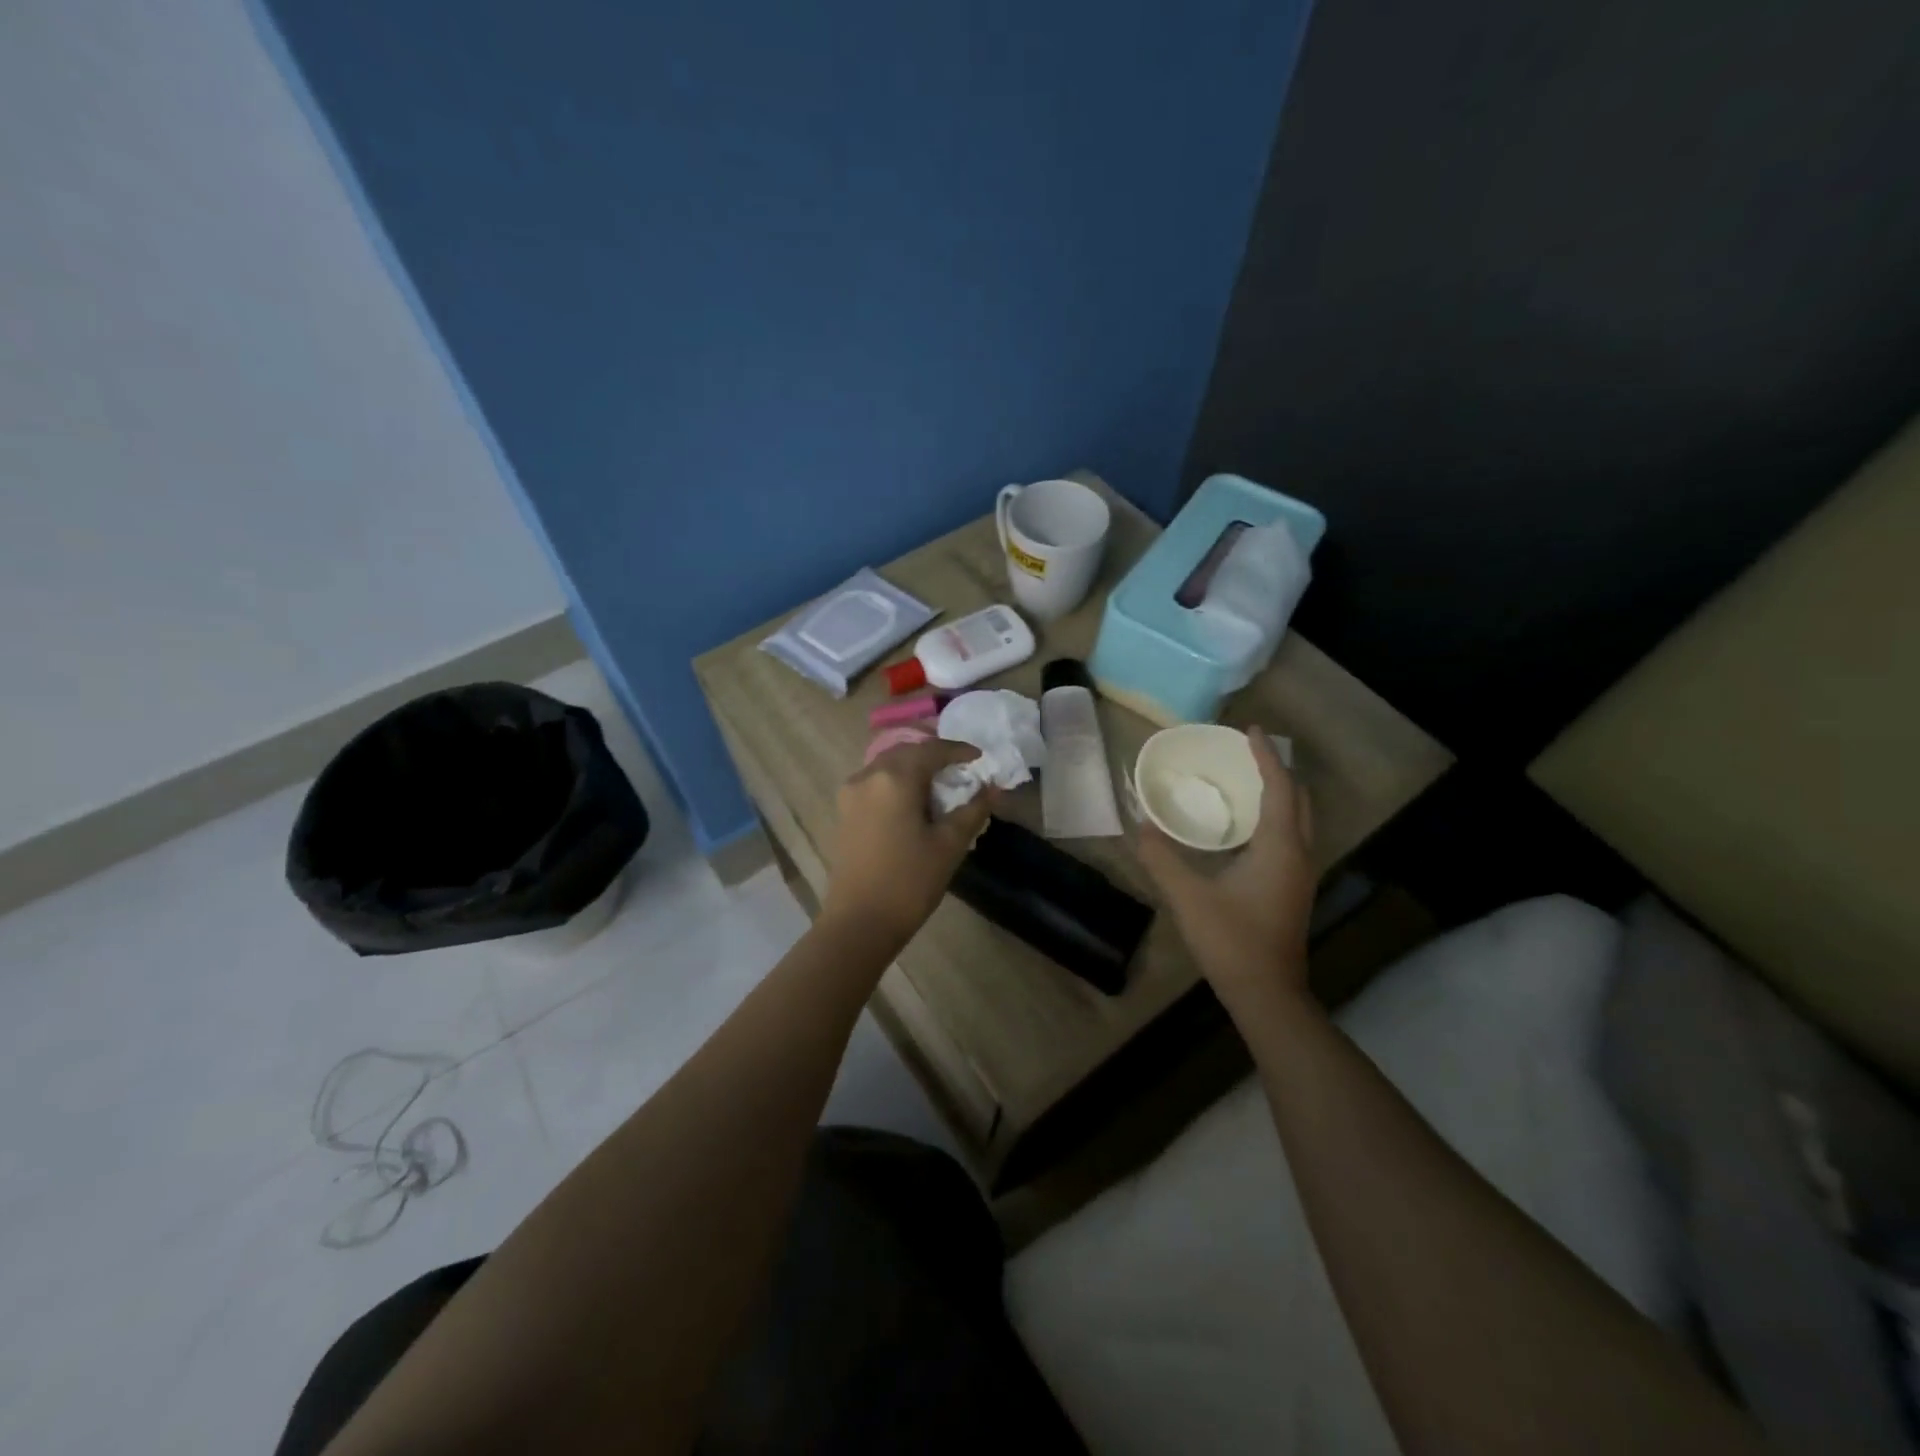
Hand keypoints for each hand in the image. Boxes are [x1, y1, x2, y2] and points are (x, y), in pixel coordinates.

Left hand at [820, 739, 994, 950]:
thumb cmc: (909, 882)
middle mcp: (867, 776)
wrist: (859, 923)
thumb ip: (973, 810)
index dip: (959, 750)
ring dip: (914, 769)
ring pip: (887, 767)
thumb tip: (992, 787)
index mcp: (894, 778)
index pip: (932, 750)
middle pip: (906, 753)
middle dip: (934, 757)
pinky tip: (913, 804)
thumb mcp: (949, 845)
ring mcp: (850, 794)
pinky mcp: (844, 812)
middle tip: (961, 771)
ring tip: (939, 787)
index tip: (980, 759)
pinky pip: (875, 784)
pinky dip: (897, 784)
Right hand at [1135, 727, 1317, 1009]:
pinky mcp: (1293, 889)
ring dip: (1278, 794)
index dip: (1265, 756)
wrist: (1267, 994)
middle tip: (1247, 753)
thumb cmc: (1232, 941)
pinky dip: (1274, 817)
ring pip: (1299, 820)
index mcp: (1280, 847)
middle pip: (1299, 799)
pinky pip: (1291, 837)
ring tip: (1246, 780)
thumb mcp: (1188, 897)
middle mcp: (1299, 854)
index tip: (1249, 730)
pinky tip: (1245, 826)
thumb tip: (1138, 825)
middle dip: (1277, 771)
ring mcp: (1301, 874)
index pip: (1279, 788)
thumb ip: (1161, 858)